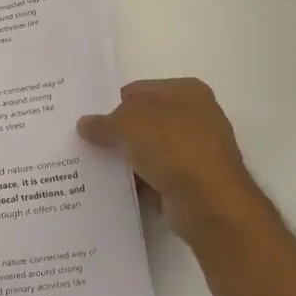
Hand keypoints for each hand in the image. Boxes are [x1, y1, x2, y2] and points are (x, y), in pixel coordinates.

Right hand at [77, 79, 276, 248]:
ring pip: (149, 151)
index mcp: (187, 92)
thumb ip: (103, 123)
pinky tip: (113, 189)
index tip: (88, 121)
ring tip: (92, 167)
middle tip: (86, 143)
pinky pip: (155, 178)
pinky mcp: (192, 183)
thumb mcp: (128, 125)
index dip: (111, 104)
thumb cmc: (173, 148)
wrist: (210, 203)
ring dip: (126, 160)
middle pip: (144, 121)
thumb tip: (85, 125)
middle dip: (117, 133)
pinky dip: (137, 183)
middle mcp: (196, 118)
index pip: (138, 91)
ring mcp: (196, 152)